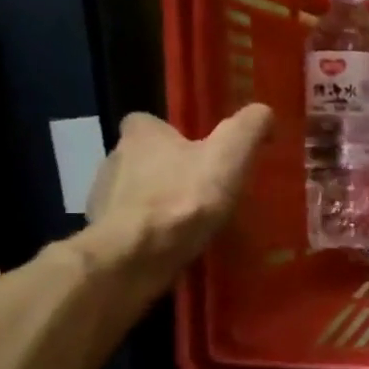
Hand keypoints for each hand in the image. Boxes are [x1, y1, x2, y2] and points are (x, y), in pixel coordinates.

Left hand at [84, 104, 270, 274]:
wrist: (136, 255)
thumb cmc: (184, 198)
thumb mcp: (230, 155)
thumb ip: (249, 127)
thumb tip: (264, 112)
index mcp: (140, 135)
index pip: (147, 122)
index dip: (171, 133)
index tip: (197, 150)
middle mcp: (114, 159)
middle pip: (143, 158)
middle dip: (168, 169)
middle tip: (202, 188)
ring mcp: (103, 199)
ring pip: (136, 192)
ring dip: (158, 202)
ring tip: (191, 220)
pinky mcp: (104, 233)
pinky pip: (131, 225)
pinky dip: (150, 231)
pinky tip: (173, 244)